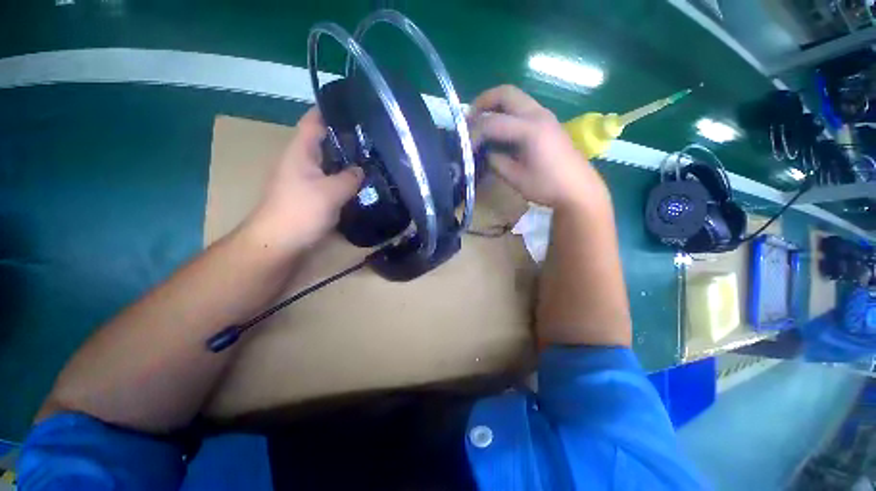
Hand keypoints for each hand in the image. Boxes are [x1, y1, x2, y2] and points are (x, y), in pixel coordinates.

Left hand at [246, 107, 363, 251]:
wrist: (279, 243)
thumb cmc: (300, 211)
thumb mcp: (330, 192)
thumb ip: (350, 177)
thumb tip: (363, 170)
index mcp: (301, 151)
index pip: (315, 120)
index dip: (332, 110)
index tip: (356, 108)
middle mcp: (302, 160)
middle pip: (326, 141)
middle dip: (348, 138)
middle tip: (374, 138)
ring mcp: (307, 179)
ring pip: (331, 163)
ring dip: (348, 160)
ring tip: (373, 158)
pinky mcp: (312, 195)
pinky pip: (332, 180)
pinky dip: (345, 179)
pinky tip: (362, 182)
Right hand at [471, 85, 609, 210]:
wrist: (578, 189)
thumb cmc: (547, 186)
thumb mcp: (516, 178)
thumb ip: (496, 161)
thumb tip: (485, 152)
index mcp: (530, 130)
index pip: (493, 123)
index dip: (475, 133)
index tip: (465, 147)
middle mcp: (538, 115)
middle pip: (506, 93)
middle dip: (483, 102)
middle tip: (469, 120)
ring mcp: (545, 115)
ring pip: (515, 97)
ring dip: (495, 105)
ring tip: (481, 123)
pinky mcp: (547, 121)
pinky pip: (522, 107)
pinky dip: (506, 112)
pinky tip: (499, 129)